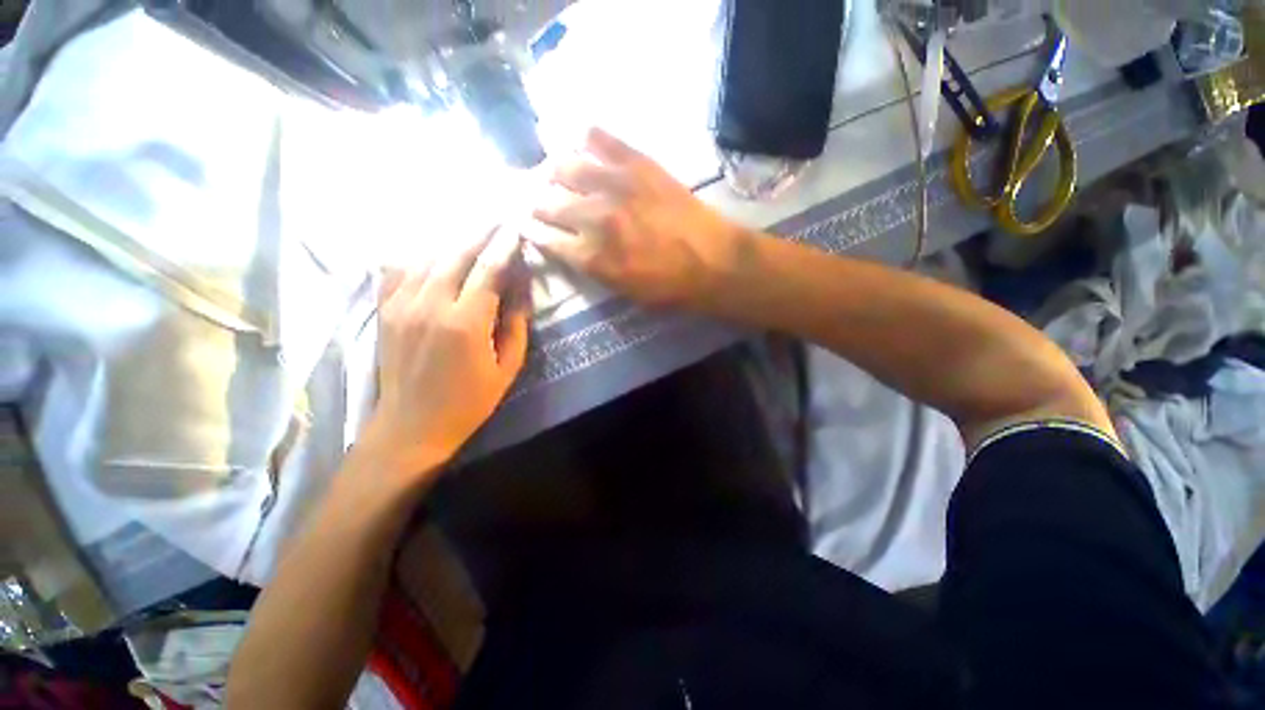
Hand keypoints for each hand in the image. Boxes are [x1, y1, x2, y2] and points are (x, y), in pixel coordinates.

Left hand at [362, 227, 530, 482]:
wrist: (413, 425)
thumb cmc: (470, 400)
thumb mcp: (508, 367)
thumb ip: (516, 324)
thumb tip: (523, 289)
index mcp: (466, 322)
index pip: (489, 270)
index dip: (505, 246)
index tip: (516, 229)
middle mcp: (430, 304)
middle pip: (456, 253)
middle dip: (480, 231)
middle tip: (496, 217)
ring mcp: (401, 304)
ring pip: (427, 255)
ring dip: (452, 238)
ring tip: (470, 228)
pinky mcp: (385, 309)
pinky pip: (398, 268)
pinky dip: (417, 253)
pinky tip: (431, 248)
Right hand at [528, 128, 744, 307]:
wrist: (714, 263)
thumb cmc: (671, 288)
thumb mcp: (625, 292)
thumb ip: (593, 268)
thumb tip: (572, 246)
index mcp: (591, 257)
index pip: (545, 238)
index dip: (531, 230)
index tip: (523, 222)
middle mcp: (594, 218)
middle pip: (547, 202)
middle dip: (534, 201)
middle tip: (532, 197)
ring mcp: (615, 186)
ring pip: (564, 165)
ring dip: (552, 169)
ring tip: (552, 171)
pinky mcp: (638, 164)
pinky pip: (602, 138)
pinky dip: (587, 136)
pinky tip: (581, 139)